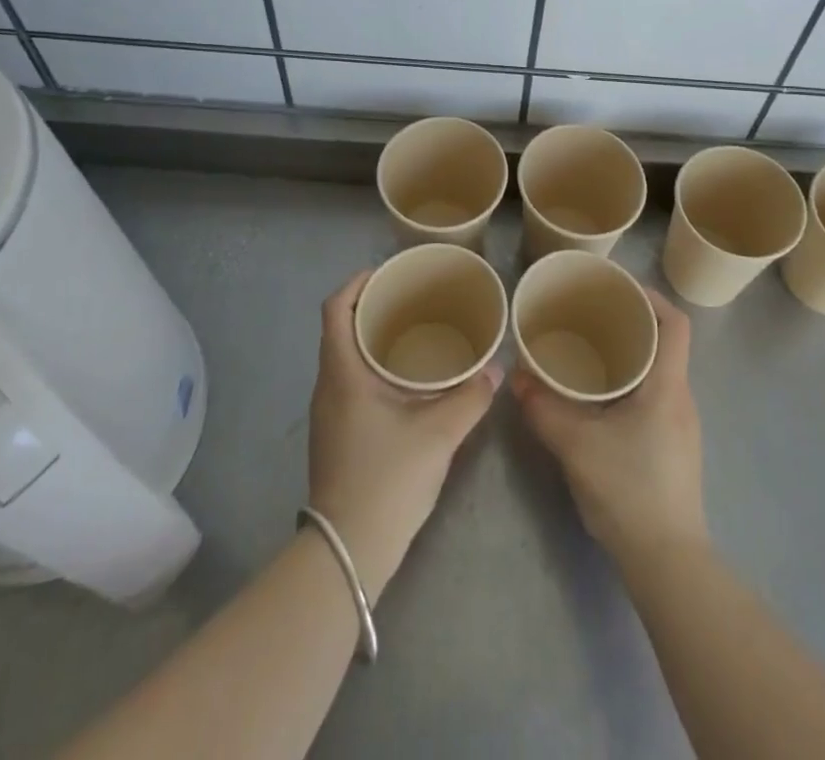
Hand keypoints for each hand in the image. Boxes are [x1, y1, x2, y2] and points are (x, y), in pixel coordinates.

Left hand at [306, 270, 499, 603]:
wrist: (348, 551)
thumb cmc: (387, 479)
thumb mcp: (438, 435)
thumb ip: (470, 398)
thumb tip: (496, 370)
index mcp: (342, 373)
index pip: (335, 310)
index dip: (356, 284)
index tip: (386, 273)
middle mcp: (327, 386)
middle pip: (339, 329)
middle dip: (370, 308)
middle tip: (410, 299)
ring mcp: (327, 413)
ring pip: (344, 358)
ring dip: (370, 339)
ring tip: (411, 332)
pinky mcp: (334, 435)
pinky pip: (348, 382)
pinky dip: (371, 366)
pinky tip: (404, 380)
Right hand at [511, 291, 707, 570]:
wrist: (667, 562)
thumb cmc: (629, 490)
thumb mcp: (577, 445)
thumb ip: (544, 407)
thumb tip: (517, 377)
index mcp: (667, 385)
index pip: (675, 323)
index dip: (651, 297)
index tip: (617, 289)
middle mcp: (680, 398)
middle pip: (664, 343)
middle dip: (630, 322)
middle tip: (591, 315)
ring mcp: (680, 425)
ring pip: (657, 371)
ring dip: (629, 354)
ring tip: (588, 349)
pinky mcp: (672, 447)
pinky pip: (653, 396)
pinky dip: (629, 383)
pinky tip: (599, 397)